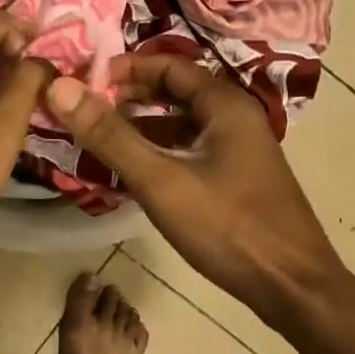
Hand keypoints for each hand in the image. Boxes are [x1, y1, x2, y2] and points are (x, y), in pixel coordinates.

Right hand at [45, 56, 354, 336]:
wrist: (293, 288)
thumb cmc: (228, 227)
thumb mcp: (160, 181)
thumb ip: (109, 136)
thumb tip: (60, 88)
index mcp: (225, 106)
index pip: (169, 65)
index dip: (125, 68)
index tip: (84, 81)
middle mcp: (236, 119)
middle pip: (175, 92)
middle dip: (129, 97)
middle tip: (85, 109)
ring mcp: (239, 151)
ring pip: (182, 124)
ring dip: (142, 126)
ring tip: (99, 139)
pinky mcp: (237, 179)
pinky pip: (190, 151)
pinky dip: (159, 152)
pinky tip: (133, 172)